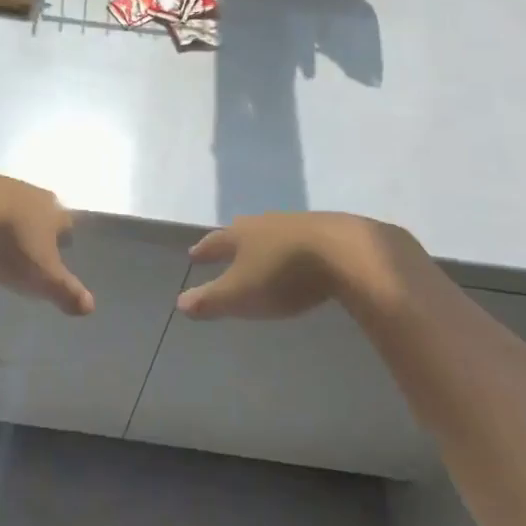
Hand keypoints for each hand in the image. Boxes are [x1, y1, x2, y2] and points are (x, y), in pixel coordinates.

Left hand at [0, 163, 92, 315]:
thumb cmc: (11, 243)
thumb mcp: (41, 276)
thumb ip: (66, 291)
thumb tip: (91, 307)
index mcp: (54, 213)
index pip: (67, 225)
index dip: (64, 238)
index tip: (59, 251)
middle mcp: (34, 193)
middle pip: (43, 209)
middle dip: (40, 225)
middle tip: (32, 243)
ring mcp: (3, 184)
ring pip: (15, 202)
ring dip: (12, 217)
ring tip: (3, 236)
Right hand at [177, 212, 416, 319]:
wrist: (346, 253)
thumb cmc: (283, 274)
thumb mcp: (241, 294)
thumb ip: (211, 300)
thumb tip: (180, 302)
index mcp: (241, 235)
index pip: (215, 241)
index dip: (204, 250)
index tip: (193, 254)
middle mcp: (266, 222)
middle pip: (244, 229)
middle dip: (234, 240)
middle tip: (227, 245)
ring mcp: (299, 224)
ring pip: (274, 231)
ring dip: (266, 241)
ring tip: (263, 250)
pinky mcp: (330, 231)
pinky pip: (303, 238)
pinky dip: (295, 247)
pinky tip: (302, 256)